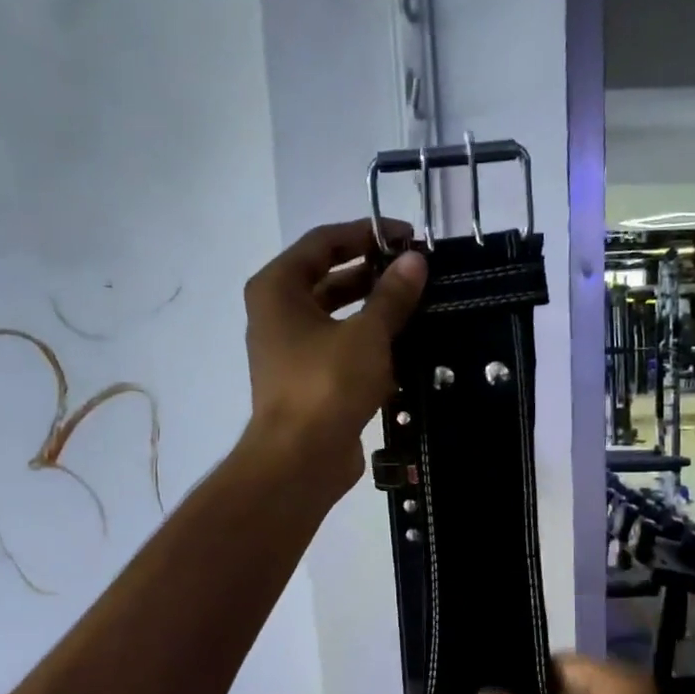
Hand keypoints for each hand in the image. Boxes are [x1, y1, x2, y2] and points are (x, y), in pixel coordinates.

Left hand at [243, 218, 427, 496]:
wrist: (300, 459)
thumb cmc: (326, 385)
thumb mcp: (367, 334)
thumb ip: (392, 296)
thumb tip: (415, 261)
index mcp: (278, 288)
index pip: (323, 242)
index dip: (366, 234)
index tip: (408, 237)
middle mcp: (277, 314)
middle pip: (328, 278)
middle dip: (372, 274)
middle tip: (416, 273)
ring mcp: (290, 351)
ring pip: (336, 317)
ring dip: (373, 310)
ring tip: (417, 306)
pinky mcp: (308, 382)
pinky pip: (340, 349)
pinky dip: (367, 344)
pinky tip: (404, 346)